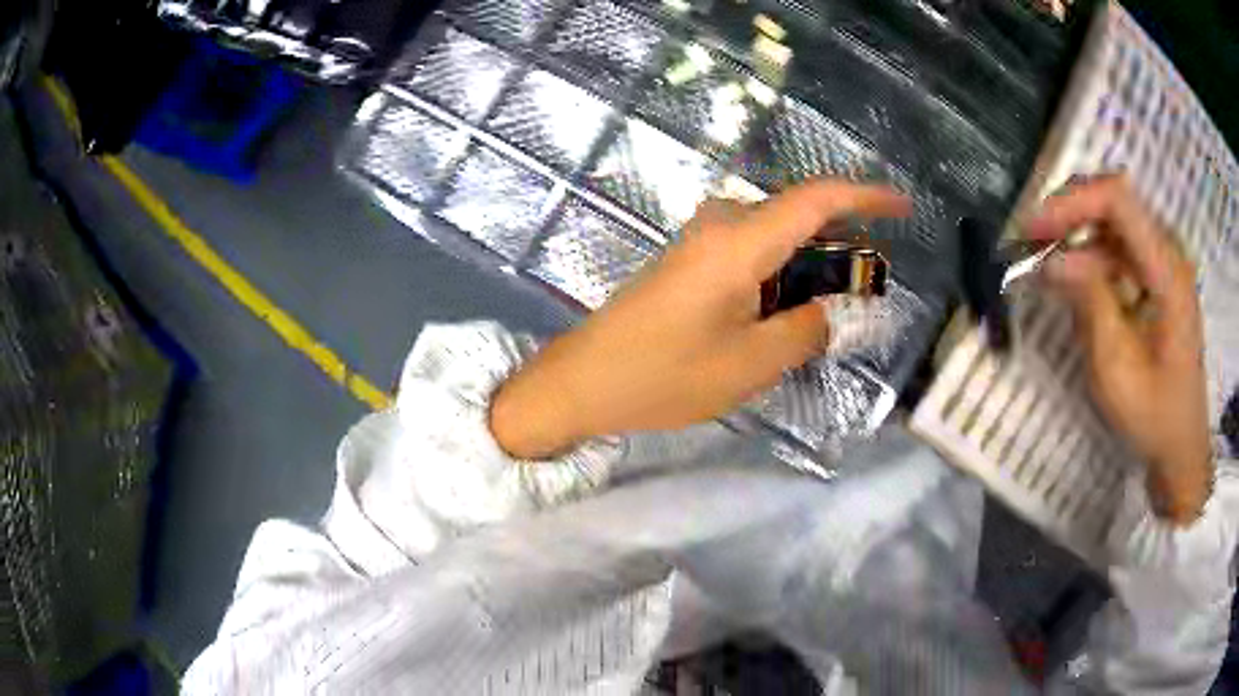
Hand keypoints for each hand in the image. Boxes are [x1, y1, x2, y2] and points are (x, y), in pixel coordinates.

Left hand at [490, 180, 909, 459]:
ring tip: (837, 305)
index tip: (903, 207)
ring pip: (776, 239)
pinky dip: (782, 274)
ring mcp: (701, 242)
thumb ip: (804, 330)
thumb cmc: (663, 376)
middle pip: (798, 219)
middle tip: (872, 284)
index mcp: (740, 242)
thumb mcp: (750, 364)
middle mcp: (721, 226)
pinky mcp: (689, 261)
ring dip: (811, 264)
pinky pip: (752, 254)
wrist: (583, 380)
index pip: (816, 200)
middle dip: (842, 245)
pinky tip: (791, 309)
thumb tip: (829, 311)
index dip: (865, 197)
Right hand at [1026, 175, 1211, 523]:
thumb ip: (1089, 303)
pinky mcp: (1158, 281)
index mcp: (1167, 271)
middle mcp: (1169, 255)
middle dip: (1071, 214)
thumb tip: (1052, 260)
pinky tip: (1076, 285)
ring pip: (1115, 226)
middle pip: (1115, 203)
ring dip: (1079, 239)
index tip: (1034, 230)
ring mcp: (1165, 266)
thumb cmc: (1154, 417)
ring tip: (1048, 267)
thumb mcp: (1116, 370)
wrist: (1181, 448)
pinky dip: (1093, 260)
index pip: (1118, 200)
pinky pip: (1121, 252)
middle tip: (1034, 241)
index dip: (1073, 203)